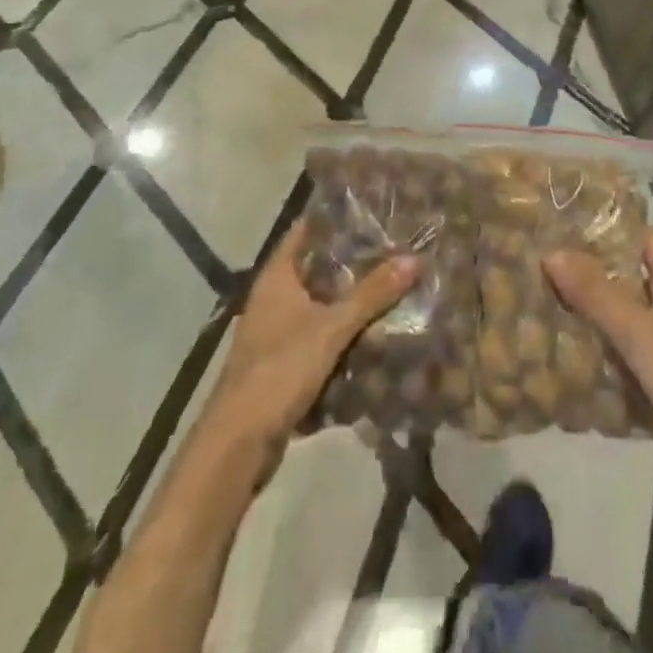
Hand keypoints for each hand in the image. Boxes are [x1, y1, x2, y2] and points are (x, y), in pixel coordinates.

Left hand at [201, 223, 420, 477]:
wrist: (239, 442)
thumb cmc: (280, 369)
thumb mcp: (331, 328)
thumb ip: (372, 294)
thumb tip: (413, 258)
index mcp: (276, 277)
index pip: (304, 231)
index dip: (332, 219)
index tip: (368, 210)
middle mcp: (271, 298)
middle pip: (314, 268)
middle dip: (349, 262)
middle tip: (391, 249)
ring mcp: (273, 332)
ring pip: (317, 305)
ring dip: (347, 301)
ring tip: (389, 288)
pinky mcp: (280, 364)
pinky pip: (316, 338)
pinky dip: (339, 335)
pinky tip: (371, 336)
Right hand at [544, 230, 652, 475]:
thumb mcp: (638, 331)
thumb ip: (595, 293)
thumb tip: (551, 252)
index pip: (644, 238)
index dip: (612, 225)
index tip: (570, 220)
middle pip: (627, 277)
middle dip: (590, 271)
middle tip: (544, 262)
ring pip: (623, 318)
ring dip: (591, 312)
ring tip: (544, 302)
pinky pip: (624, 355)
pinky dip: (600, 352)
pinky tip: (567, 354)